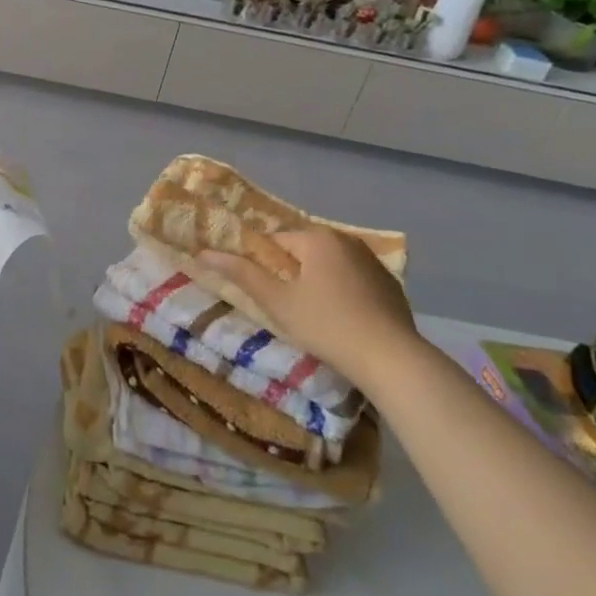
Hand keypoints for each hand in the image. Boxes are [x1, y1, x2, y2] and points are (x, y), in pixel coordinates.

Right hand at [197, 227, 420, 394]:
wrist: (391, 358)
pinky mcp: (389, 283)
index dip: (262, 265)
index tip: (262, 292)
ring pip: (328, 265)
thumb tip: (203, 253)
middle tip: (284, 306)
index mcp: (317, 238)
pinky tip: (341, 318)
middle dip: (290, 273)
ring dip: (316, 282)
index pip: (274, 240)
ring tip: (312, 315)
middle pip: (303, 250)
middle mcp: (346, 239)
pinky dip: (341, 291)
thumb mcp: (277, 301)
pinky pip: (352, 278)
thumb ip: (241, 274)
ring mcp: (372, 260)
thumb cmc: (326, 325)